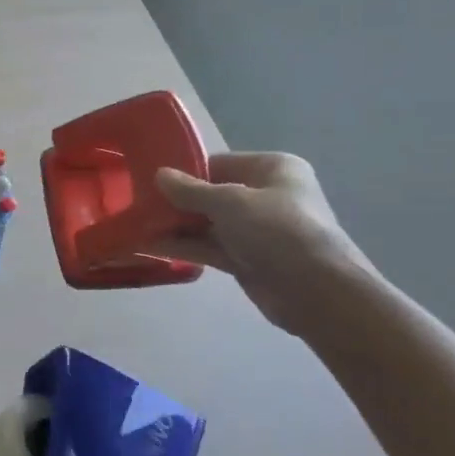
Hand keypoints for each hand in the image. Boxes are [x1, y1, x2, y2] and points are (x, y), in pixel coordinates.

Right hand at [152, 152, 376, 337]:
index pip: (219, 164)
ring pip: (209, 223)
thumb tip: (159, 175)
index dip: (184, 172)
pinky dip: (185, 246)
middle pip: (212, 194)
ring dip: (176, 225)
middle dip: (177, 202)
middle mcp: (267, 195)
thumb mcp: (229, 202)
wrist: (317, 292)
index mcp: (272, 168)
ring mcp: (258, 230)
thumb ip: (190, 190)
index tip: (150, 180)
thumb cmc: (277, 230)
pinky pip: (211, 247)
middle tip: (138, 204)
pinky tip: (151, 246)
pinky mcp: (249, 259)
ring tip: (136, 226)